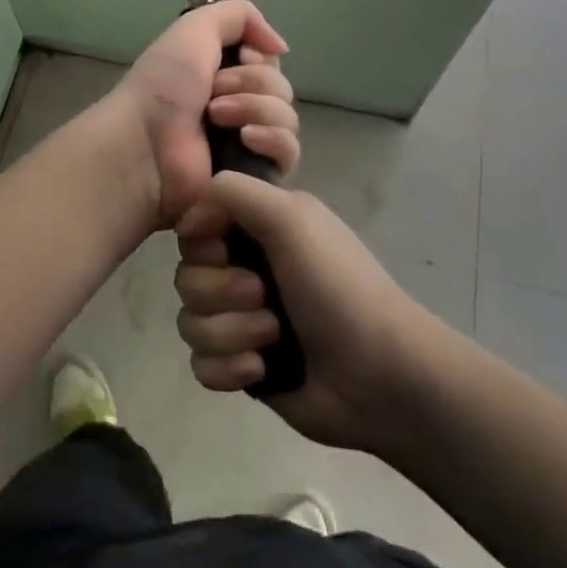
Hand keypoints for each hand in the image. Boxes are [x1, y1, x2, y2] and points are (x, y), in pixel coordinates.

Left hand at [105, 0, 300, 229]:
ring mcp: (246, 141)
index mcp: (220, 71)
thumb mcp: (195, 28)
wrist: (145, 144)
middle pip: (281, 87)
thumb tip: (280, 47)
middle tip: (213, 91)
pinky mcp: (254, 174)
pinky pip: (288, 152)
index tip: (241, 57)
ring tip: (216, 117)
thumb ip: (240, 16)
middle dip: (251, 82)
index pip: (269, 60)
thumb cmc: (164, 84)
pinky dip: (272, 139)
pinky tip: (245, 139)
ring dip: (254, 108)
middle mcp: (236, 103)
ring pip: (287, 117)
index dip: (260, 57)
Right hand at [173, 173, 433, 455]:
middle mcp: (245, 269)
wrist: (380, 376)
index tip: (224, 249)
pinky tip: (262, 370)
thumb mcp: (291, 216)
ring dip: (230, 331)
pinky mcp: (243, 366)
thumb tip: (189, 216)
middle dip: (221, 292)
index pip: (194, 227)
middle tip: (263, 297)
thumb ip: (233, 191)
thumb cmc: (337, 285)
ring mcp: (242, 320)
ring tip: (273, 338)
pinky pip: (201, 365)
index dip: (202, 242)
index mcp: (257, 229)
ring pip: (190, 321)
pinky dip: (228, 367)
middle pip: (187, 276)